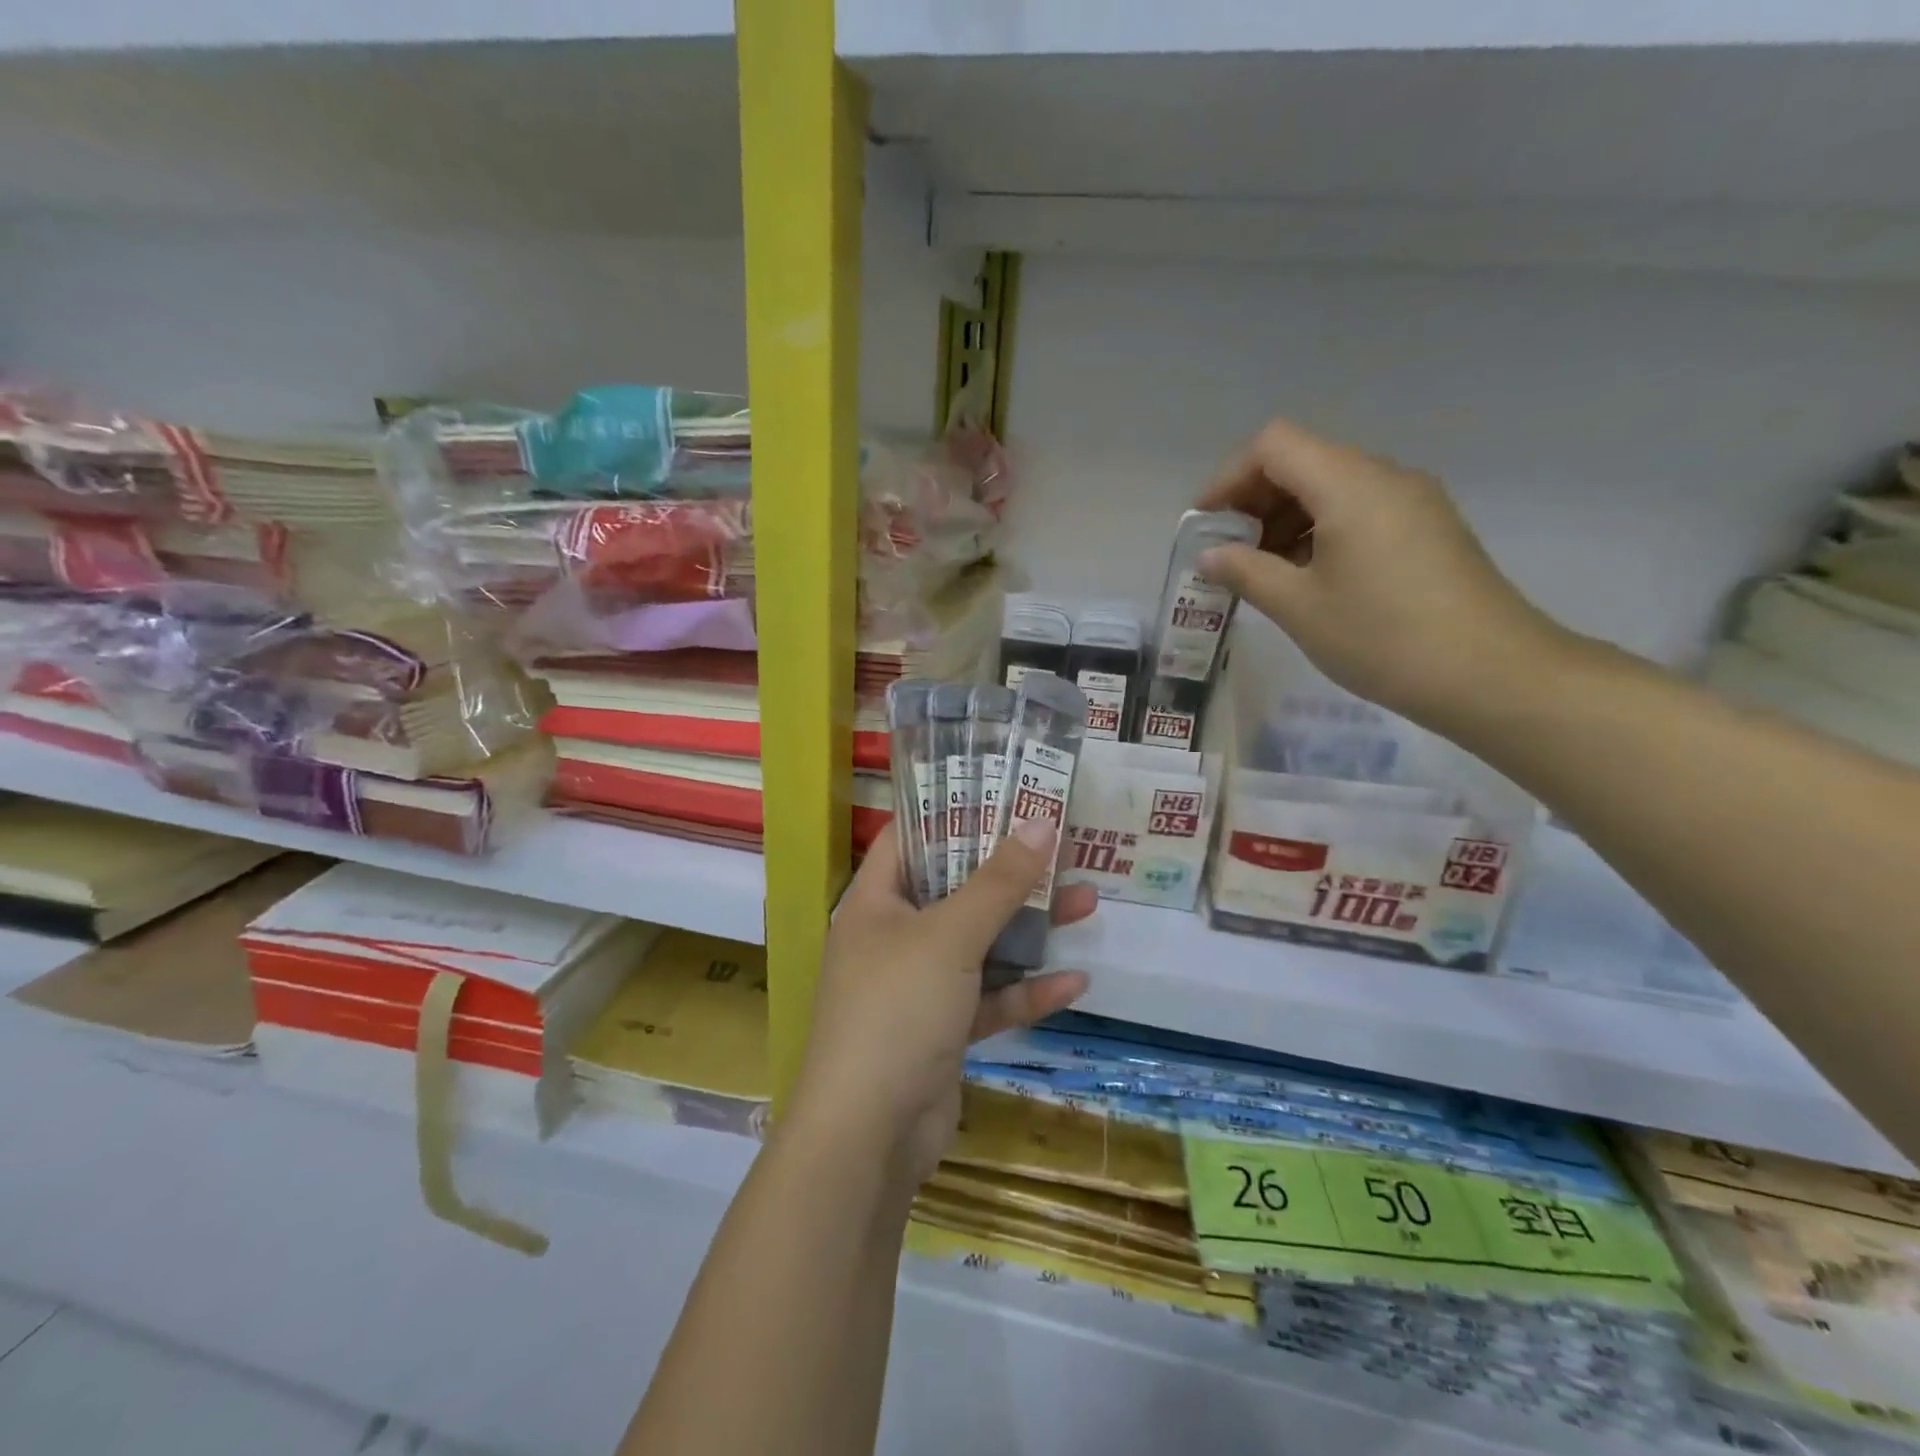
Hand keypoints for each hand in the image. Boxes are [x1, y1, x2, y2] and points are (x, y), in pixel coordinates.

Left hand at [787, 820, 1094, 1189]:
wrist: (869, 1137)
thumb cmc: (896, 1010)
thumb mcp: (950, 937)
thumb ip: (997, 883)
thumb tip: (1040, 823)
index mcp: (876, 903)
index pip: (910, 838)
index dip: (952, 811)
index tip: (1002, 792)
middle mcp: (894, 938)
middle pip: (956, 889)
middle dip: (1010, 872)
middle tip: (1061, 846)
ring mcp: (918, 987)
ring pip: (981, 945)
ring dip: (1029, 929)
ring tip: (1086, 902)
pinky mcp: (942, 1031)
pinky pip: (989, 999)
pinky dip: (1025, 992)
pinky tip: (1074, 982)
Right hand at [1196, 418, 1567, 731]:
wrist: (1490, 674)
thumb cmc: (1381, 636)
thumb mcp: (1299, 607)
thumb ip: (1246, 571)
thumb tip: (1211, 555)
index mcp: (1349, 485)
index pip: (1273, 446)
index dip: (1229, 477)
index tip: (1206, 524)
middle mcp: (1384, 477)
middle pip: (1303, 461)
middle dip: (1255, 500)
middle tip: (1228, 552)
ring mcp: (1413, 500)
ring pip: (1332, 486)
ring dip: (1286, 518)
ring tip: (1263, 570)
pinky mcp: (1428, 528)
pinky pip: (1360, 509)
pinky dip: (1320, 530)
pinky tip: (1308, 577)